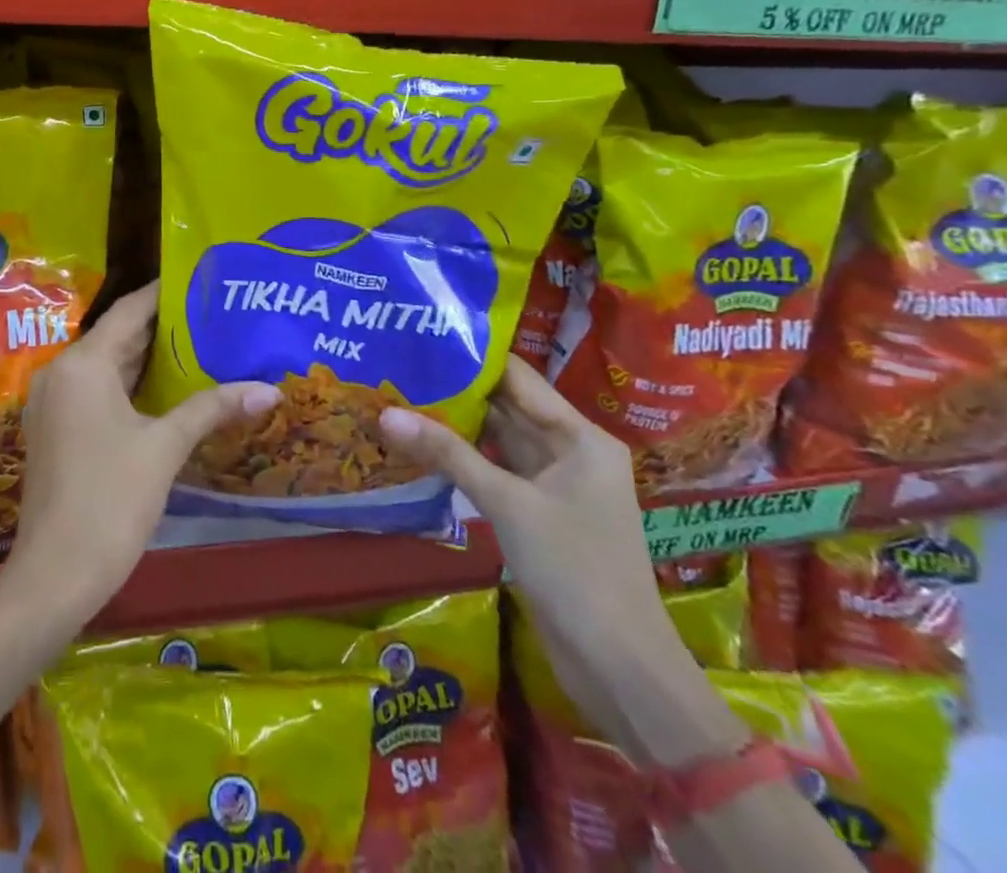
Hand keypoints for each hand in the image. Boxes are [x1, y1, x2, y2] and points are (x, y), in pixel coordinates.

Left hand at [7, 282, 280, 616]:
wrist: (55, 574)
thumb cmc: (110, 499)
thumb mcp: (165, 448)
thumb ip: (212, 409)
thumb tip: (270, 389)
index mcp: (82, 364)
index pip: (128, 311)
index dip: (163, 294)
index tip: (200, 281)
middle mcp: (60, 372)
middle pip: (116, 337)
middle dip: (161, 327)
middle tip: (210, 315)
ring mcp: (53, 402)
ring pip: (106, 366)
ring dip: (146, 358)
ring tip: (197, 345)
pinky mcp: (54, 429)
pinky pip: (95, 390)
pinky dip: (128, 385)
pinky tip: (165, 391)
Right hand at [380, 357, 706, 754]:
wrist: (621, 669)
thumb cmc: (575, 570)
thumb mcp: (507, 504)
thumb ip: (447, 454)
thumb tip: (385, 413)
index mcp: (580, 437)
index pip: (518, 378)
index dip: (473, 357)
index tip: (423, 337)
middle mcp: (570, 451)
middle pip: (506, 406)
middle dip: (456, 390)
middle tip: (399, 366)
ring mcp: (555, 485)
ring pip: (498, 440)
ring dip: (455, 425)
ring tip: (400, 396)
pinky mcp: (539, 514)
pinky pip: (496, 472)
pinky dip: (463, 459)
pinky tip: (422, 446)